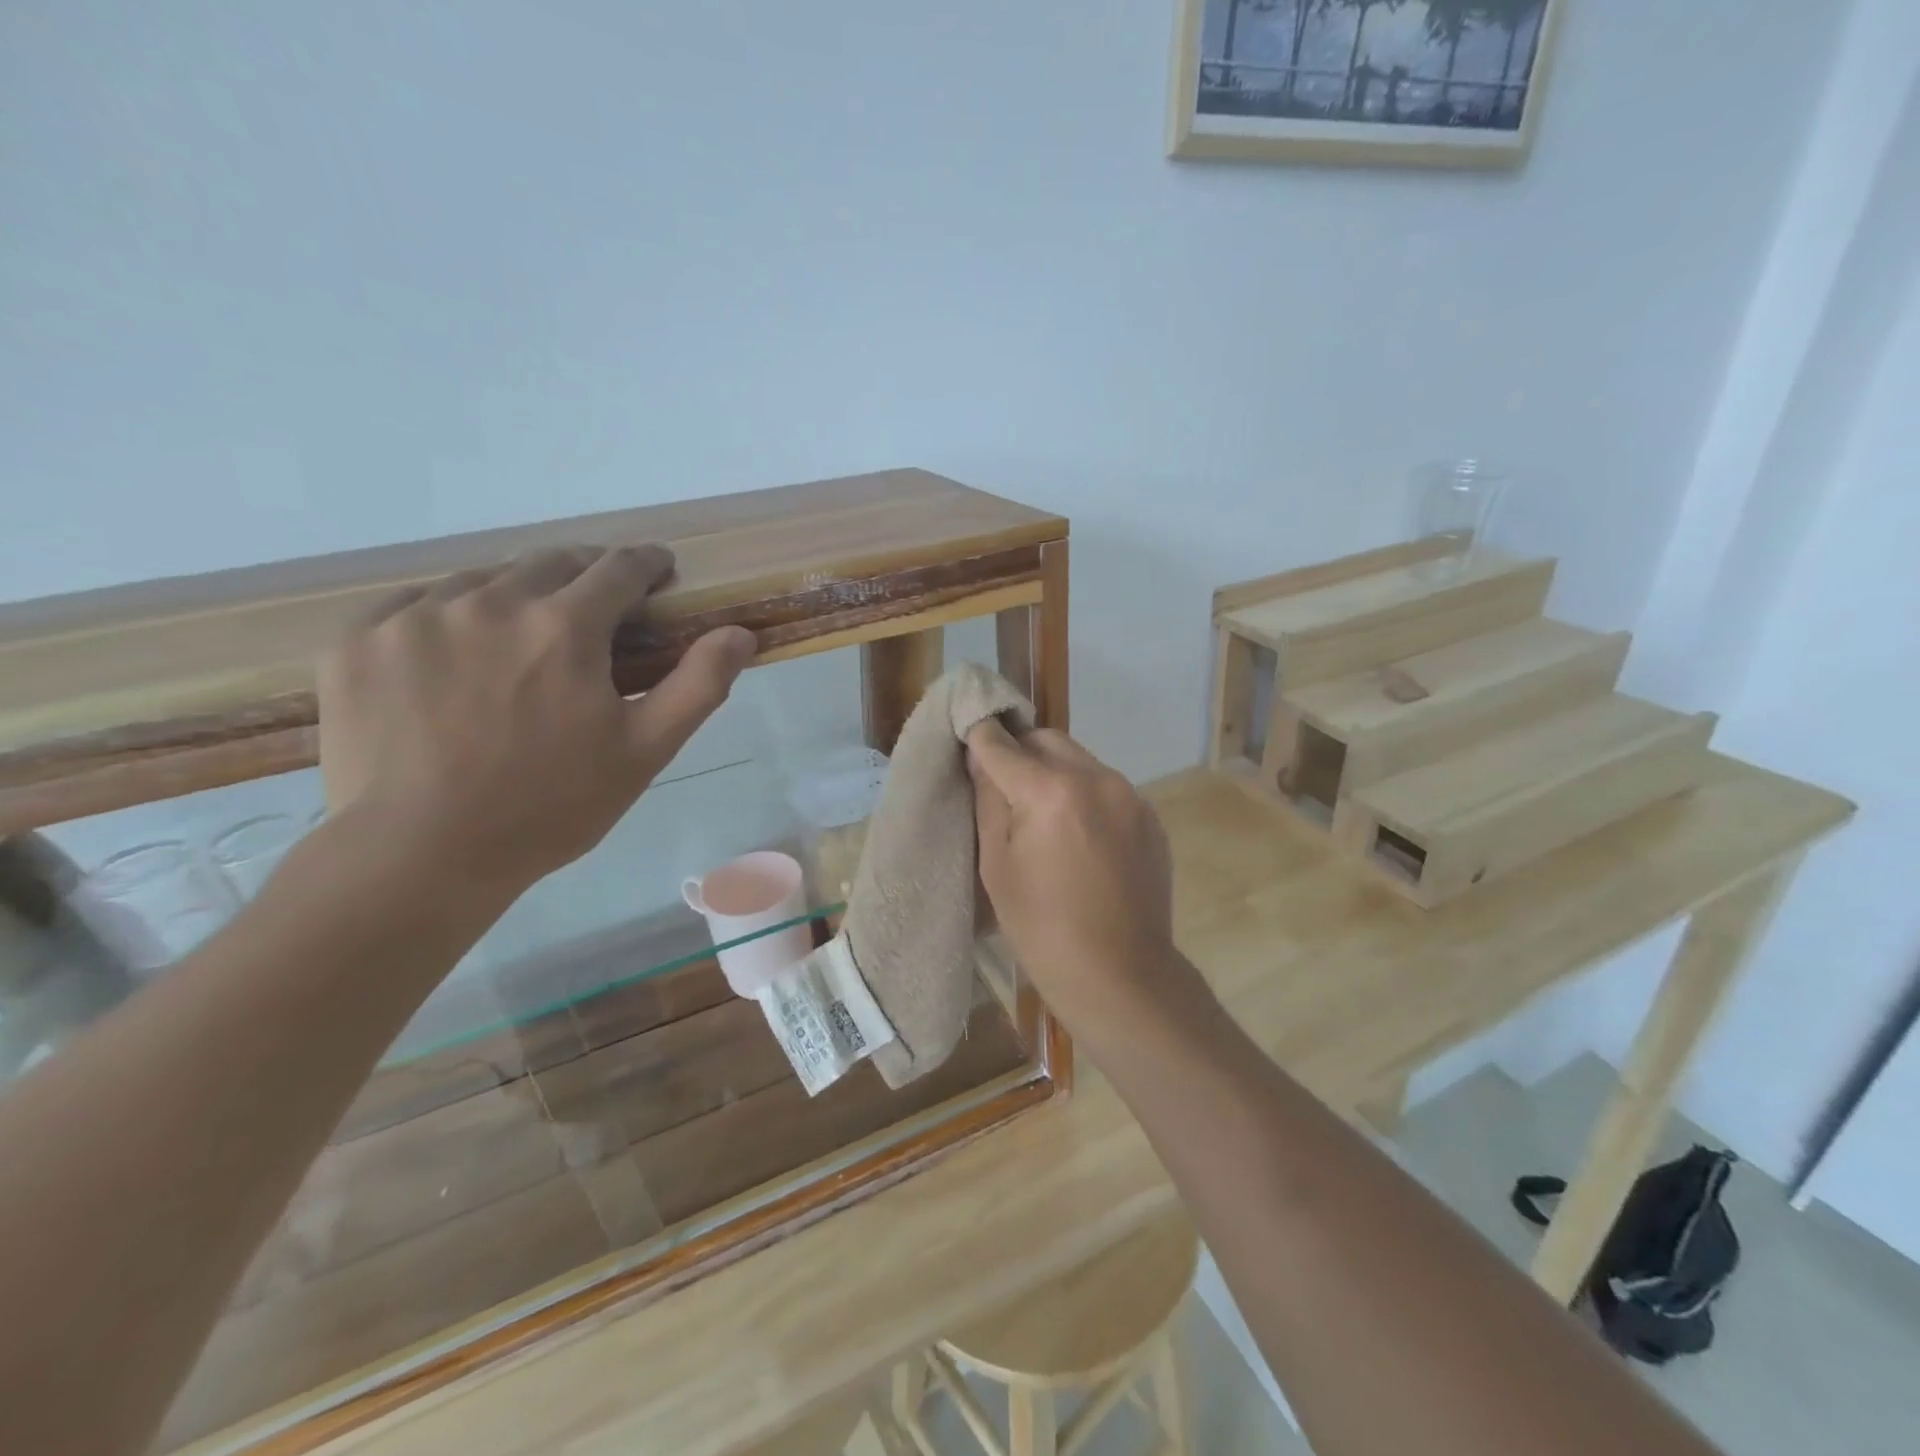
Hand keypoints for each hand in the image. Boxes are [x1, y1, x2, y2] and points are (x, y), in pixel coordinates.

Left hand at [318, 544, 754, 901]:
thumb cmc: (550, 805)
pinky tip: (454, 658)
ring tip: (523, 638)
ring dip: (517, 596)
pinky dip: (449, 617)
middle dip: (585, 574)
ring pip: (483, 580)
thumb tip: (739, 632)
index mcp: (565, 625)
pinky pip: (415, 604)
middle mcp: (490, 601)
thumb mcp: (644, 751)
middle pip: (551, 561)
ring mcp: (415, 615)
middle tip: (596, 606)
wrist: (419, 856)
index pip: (618, 568)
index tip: (657, 570)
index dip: (646, 564)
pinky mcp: (359, 639)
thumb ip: (698, 684)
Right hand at [966, 720, 1191, 1038]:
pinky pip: (1107, 787)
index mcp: (1051, 791)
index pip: (1003, 744)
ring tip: (1042, 814)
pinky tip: (1079, 837)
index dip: (980, 735)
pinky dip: (1085, 795)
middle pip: (1047, 740)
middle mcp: (1097, 778)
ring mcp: (1130, 796)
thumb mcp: (997, 865)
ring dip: (1055, 772)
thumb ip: (988, 801)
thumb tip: (981, 756)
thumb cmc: (1042, 928)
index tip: (968, 730)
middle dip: (1020, 750)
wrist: (1120, 975)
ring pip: (1080, 760)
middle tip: (1003, 782)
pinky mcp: (1150, 817)